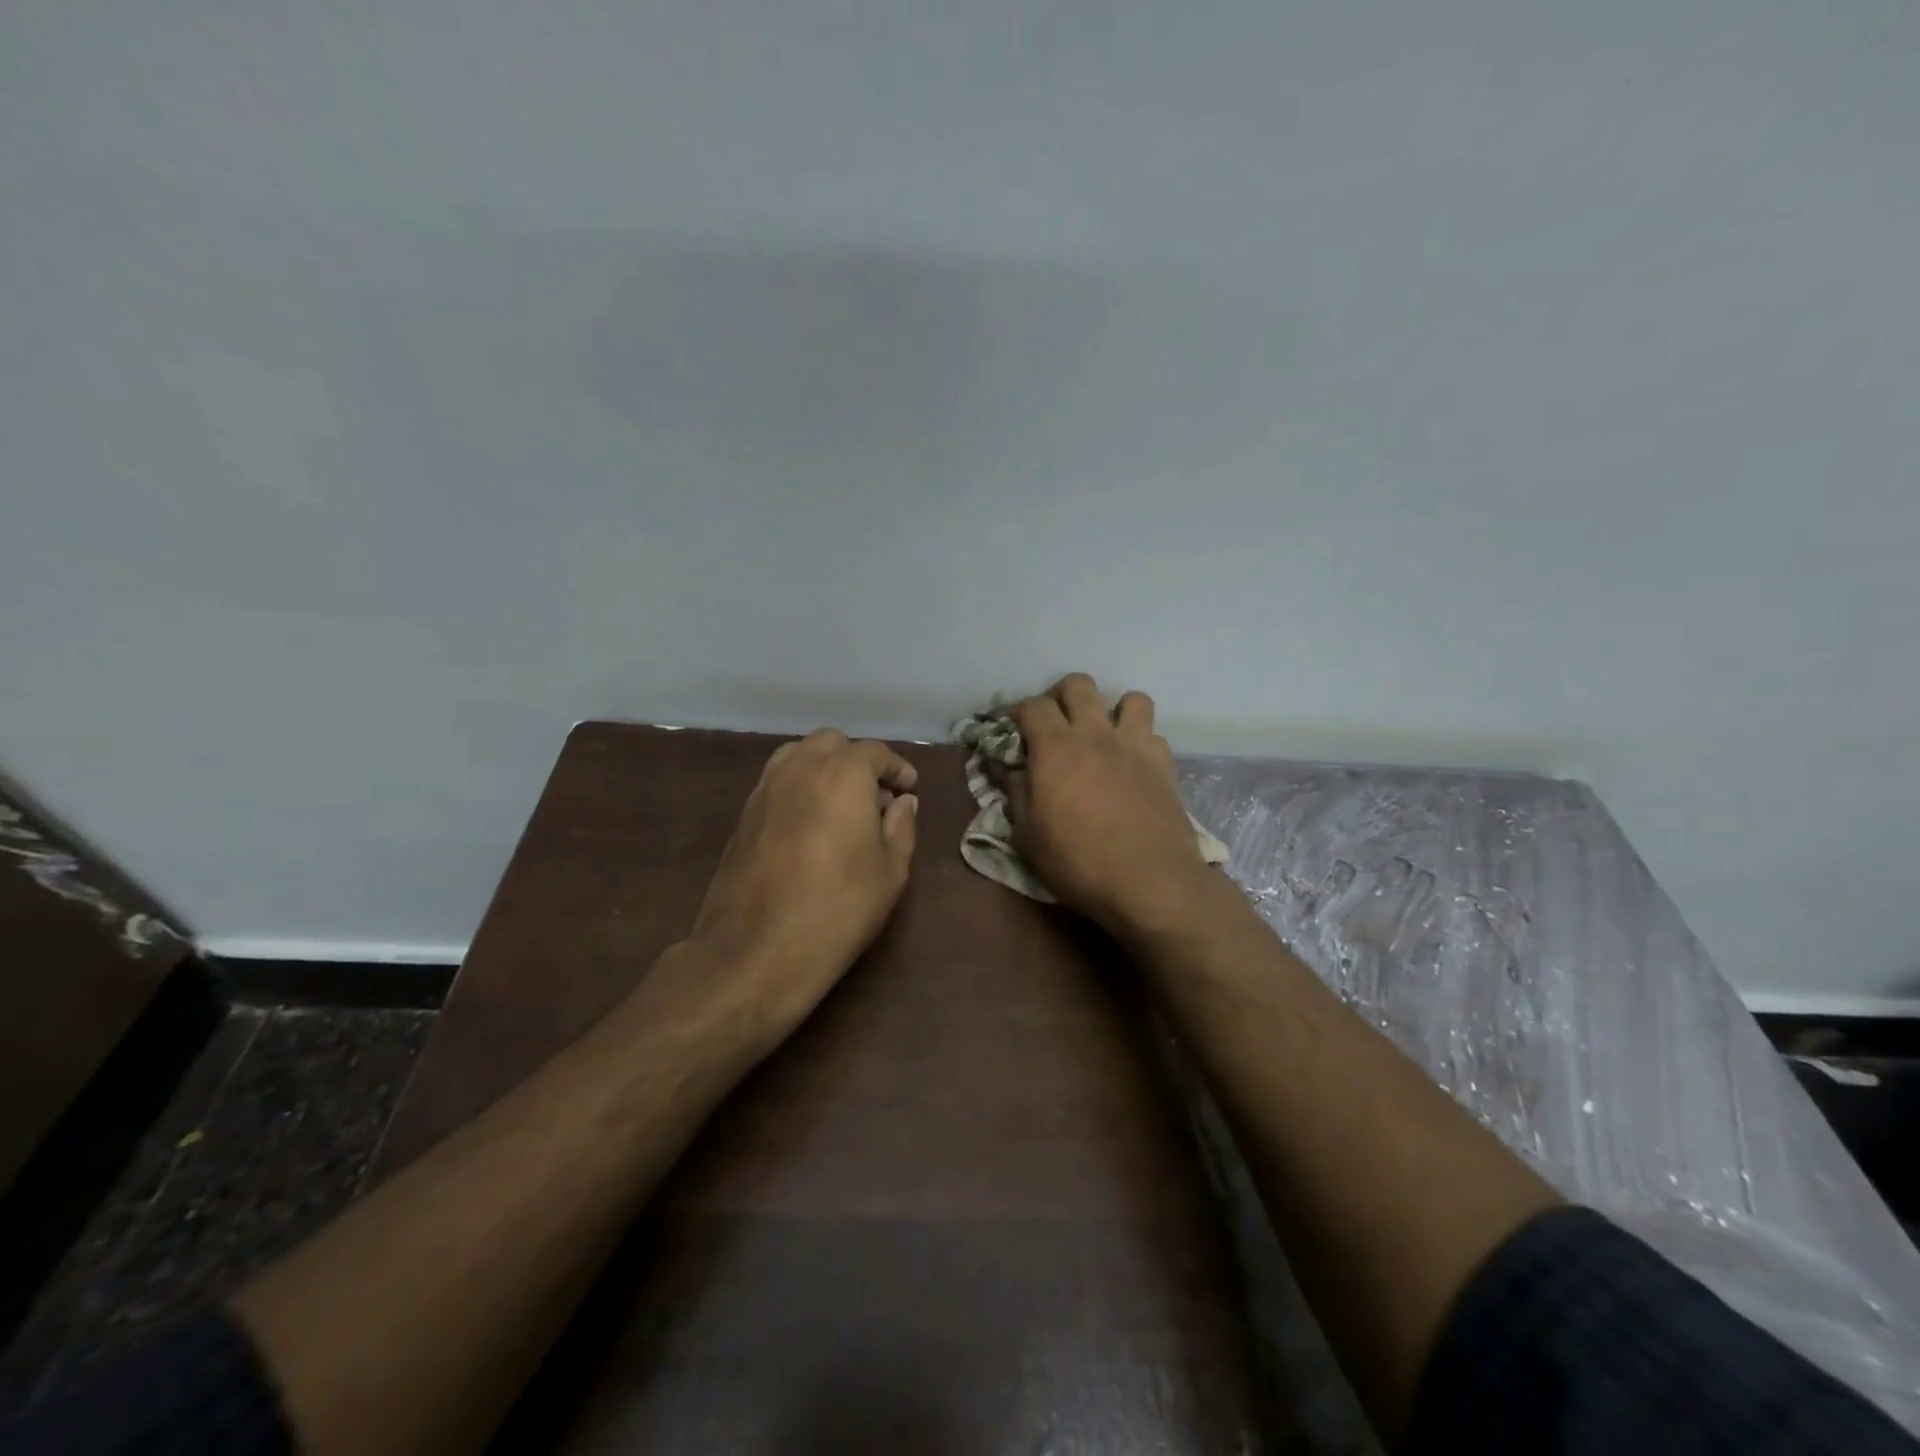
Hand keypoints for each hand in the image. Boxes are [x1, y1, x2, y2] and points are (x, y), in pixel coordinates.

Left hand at [686, 729, 919, 1025]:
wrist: (757, 950)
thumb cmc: (838, 909)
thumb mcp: (890, 871)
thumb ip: (901, 826)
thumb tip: (902, 801)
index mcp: (843, 774)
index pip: (874, 753)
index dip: (896, 768)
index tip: (909, 788)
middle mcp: (801, 767)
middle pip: (832, 743)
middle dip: (858, 761)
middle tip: (876, 796)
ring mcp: (766, 788)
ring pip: (799, 755)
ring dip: (825, 767)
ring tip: (841, 805)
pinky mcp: (744, 813)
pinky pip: (778, 779)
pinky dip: (800, 785)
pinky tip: (811, 822)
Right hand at [1007, 674, 1213, 938]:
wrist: (1150, 883)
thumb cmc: (1078, 862)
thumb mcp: (1028, 835)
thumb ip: (1017, 792)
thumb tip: (1012, 769)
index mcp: (1056, 747)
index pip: (1032, 706)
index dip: (1016, 711)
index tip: (1009, 727)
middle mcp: (1096, 734)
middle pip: (1079, 685)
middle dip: (1061, 696)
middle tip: (1054, 723)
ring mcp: (1135, 746)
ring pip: (1130, 699)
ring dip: (1112, 710)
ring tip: (1102, 735)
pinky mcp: (1164, 765)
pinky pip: (1153, 734)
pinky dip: (1140, 741)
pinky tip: (1132, 764)